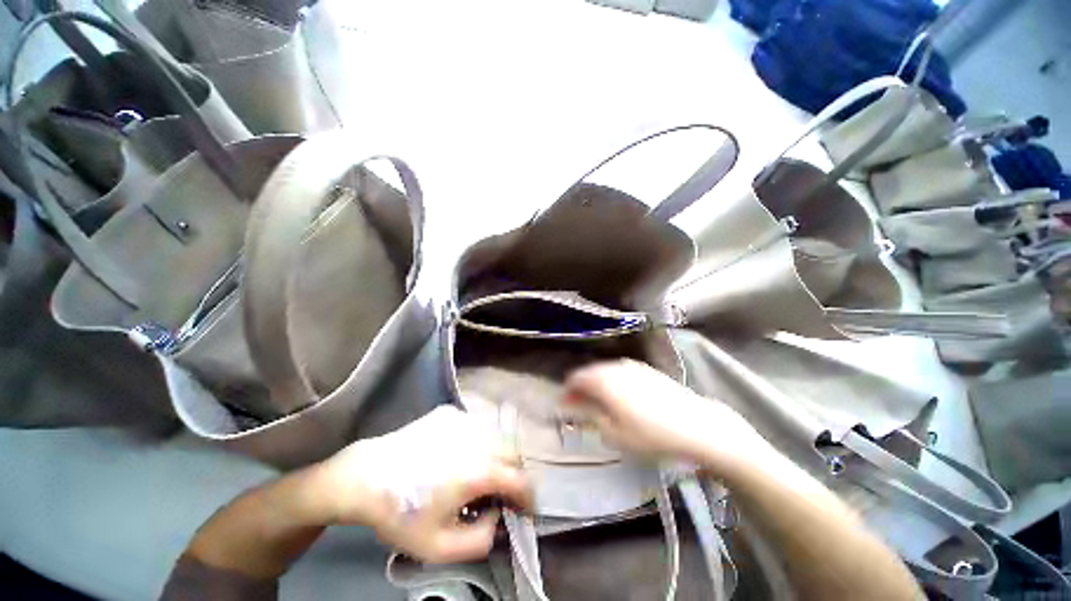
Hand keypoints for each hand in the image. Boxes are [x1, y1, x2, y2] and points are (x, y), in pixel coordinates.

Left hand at [314, 406, 531, 563]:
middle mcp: (478, 438)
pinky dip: (478, 443)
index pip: (521, 480)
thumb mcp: (439, 547)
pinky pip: (476, 428)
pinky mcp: (450, 413)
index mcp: (478, 470)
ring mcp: (464, 420)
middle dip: (513, 476)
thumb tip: (498, 519)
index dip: (528, 498)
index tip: (525, 512)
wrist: (364, 477)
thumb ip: (481, 540)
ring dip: (497, 458)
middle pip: (514, 454)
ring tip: (477, 476)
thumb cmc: (400, 515)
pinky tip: (456, 457)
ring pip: (497, 437)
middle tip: (499, 495)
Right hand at [566, 360, 770, 473]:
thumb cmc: (651, 435)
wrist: (696, 425)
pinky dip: (613, 382)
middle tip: (578, 403)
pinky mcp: (648, 370)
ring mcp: (633, 367)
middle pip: (591, 372)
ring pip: (606, 371)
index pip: (576, 378)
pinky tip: (619, 395)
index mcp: (603, 380)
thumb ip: (593, 417)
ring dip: (597, 384)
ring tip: (597, 401)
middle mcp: (616, 367)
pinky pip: (622, 372)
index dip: (567, 391)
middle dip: (581, 387)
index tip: (564, 403)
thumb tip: (583, 407)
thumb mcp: (614, 434)